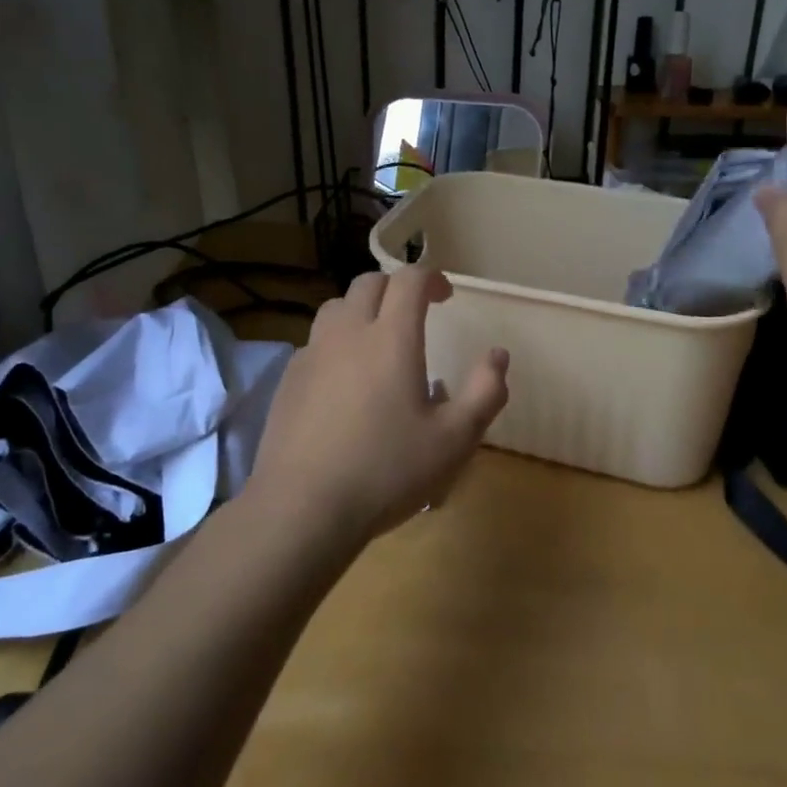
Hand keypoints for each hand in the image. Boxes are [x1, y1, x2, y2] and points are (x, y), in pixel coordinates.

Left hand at [247, 266, 509, 543]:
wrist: (303, 507)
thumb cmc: (387, 470)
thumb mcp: (455, 440)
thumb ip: (485, 392)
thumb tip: (498, 356)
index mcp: (391, 338)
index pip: (409, 280)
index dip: (431, 279)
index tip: (445, 297)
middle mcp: (348, 333)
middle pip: (369, 283)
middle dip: (396, 288)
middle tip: (414, 314)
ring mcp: (312, 354)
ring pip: (336, 307)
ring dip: (361, 310)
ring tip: (376, 341)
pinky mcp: (289, 379)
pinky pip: (315, 342)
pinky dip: (336, 343)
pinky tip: (343, 381)